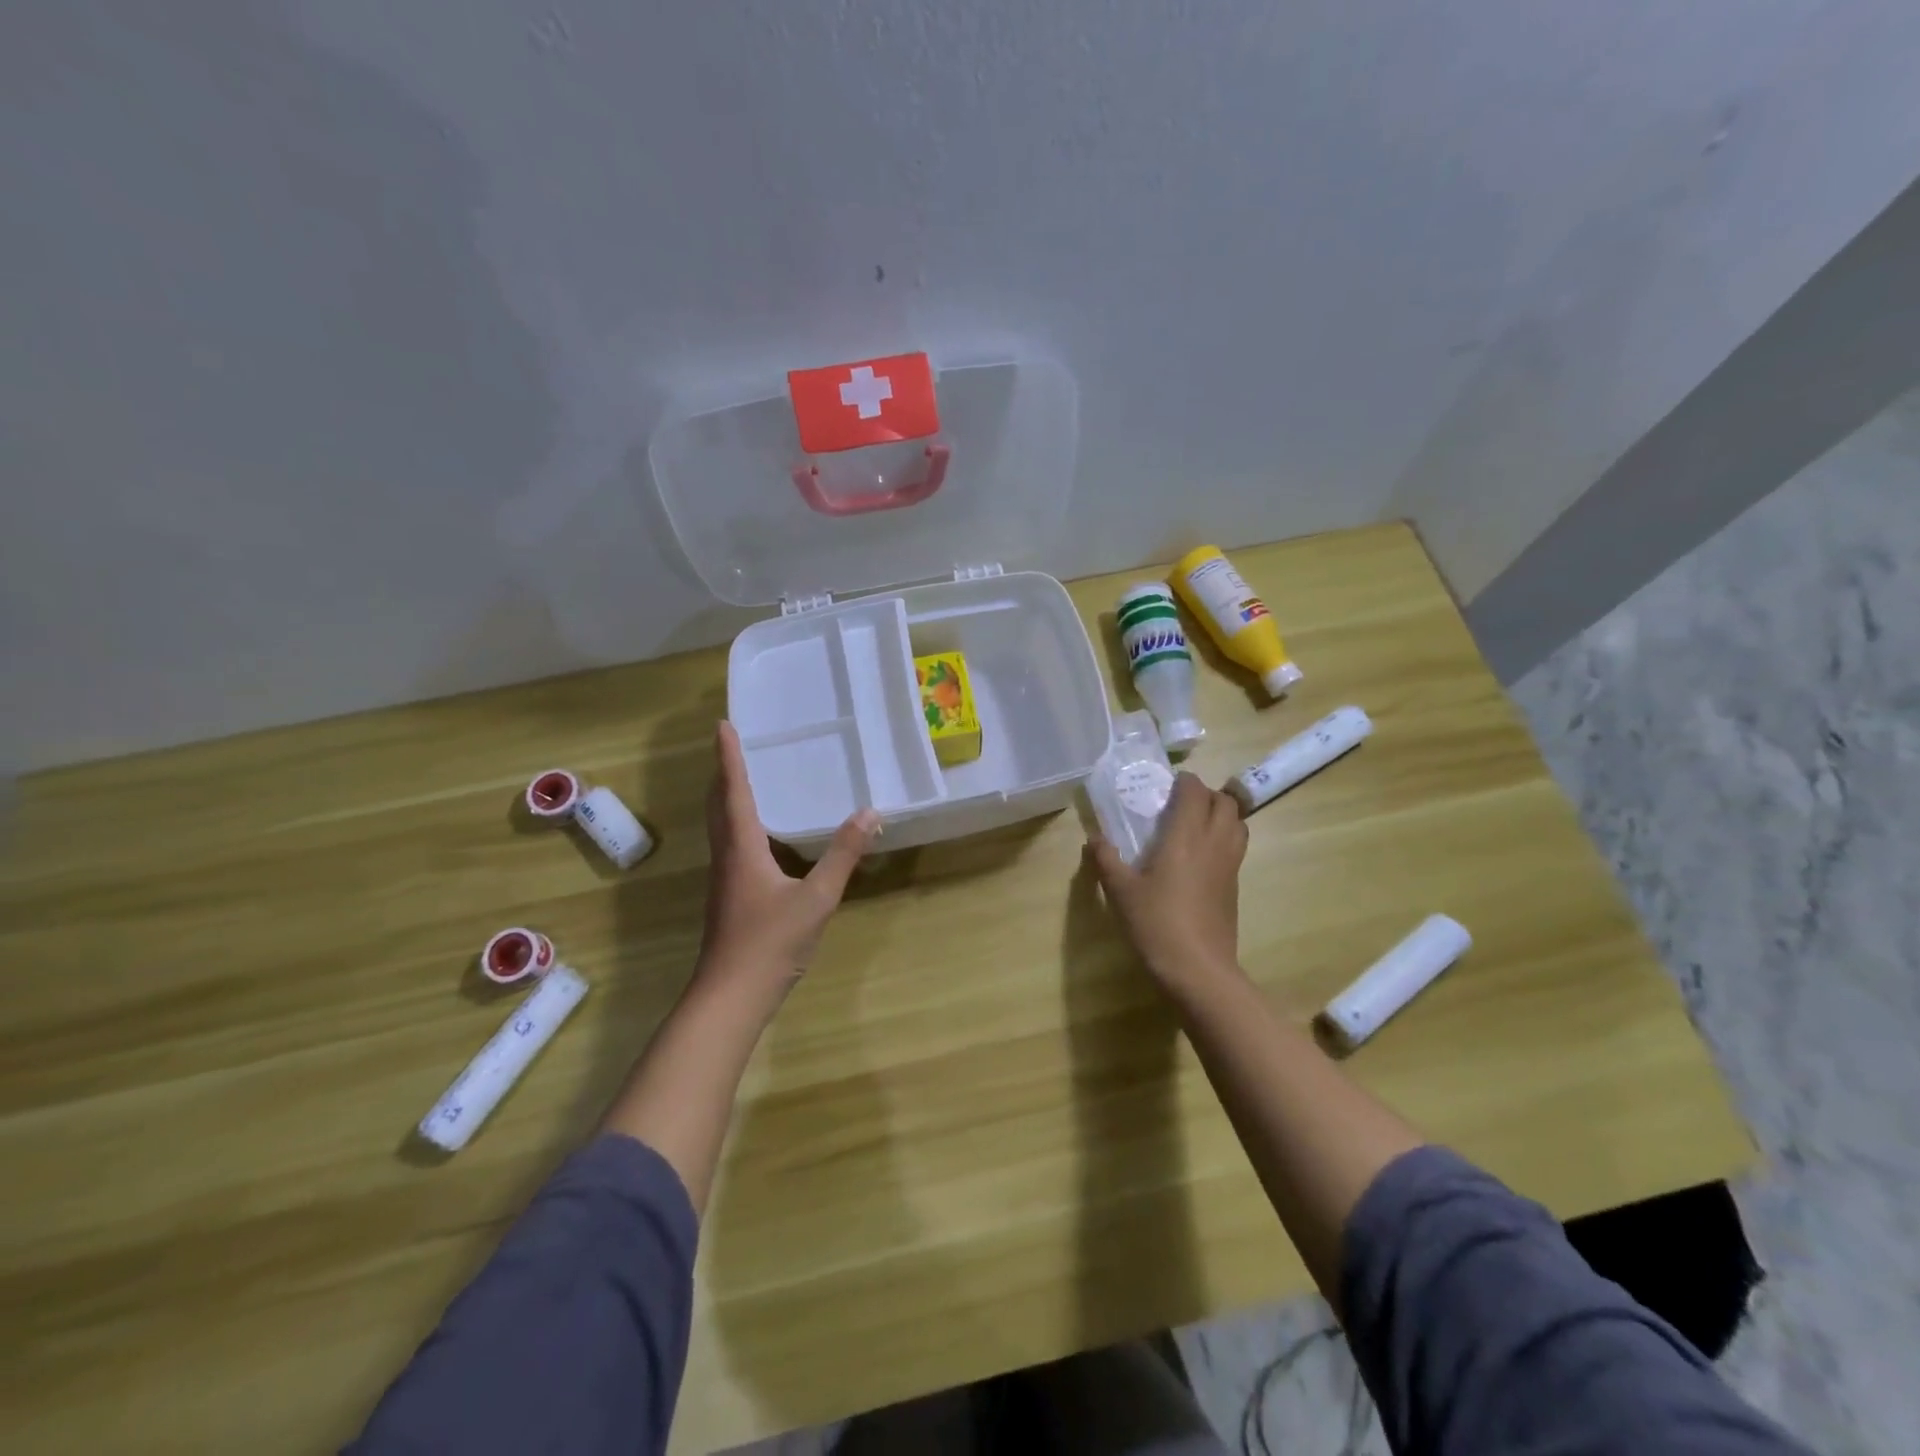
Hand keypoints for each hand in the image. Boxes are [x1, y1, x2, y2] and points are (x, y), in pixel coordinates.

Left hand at [698, 721, 879, 997]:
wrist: (731, 997)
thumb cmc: (771, 942)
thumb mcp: (817, 898)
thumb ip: (843, 855)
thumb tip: (870, 813)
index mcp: (742, 848)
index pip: (734, 791)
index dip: (729, 758)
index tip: (723, 725)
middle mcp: (727, 857)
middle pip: (718, 806)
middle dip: (723, 773)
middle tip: (732, 745)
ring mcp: (724, 879)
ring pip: (721, 827)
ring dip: (726, 797)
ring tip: (742, 779)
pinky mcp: (729, 898)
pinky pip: (730, 845)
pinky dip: (737, 824)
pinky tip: (757, 836)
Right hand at [1088, 772, 1247, 989]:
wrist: (1198, 970)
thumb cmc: (1156, 923)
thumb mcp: (1121, 891)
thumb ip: (1106, 860)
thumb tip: (1094, 839)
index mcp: (1186, 836)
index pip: (1195, 792)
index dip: (1184, 782)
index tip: (1166, 785)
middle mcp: (1214, 842)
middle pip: (1225, 802)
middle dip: (1206, 794)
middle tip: (1180, 802)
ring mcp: (1230, 865)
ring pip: (1238, 823)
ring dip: (1221, 814)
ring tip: (1195, 824)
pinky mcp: (1234, 886)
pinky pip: (1236, 847)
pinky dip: (1224, 838)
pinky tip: (1200, 856)